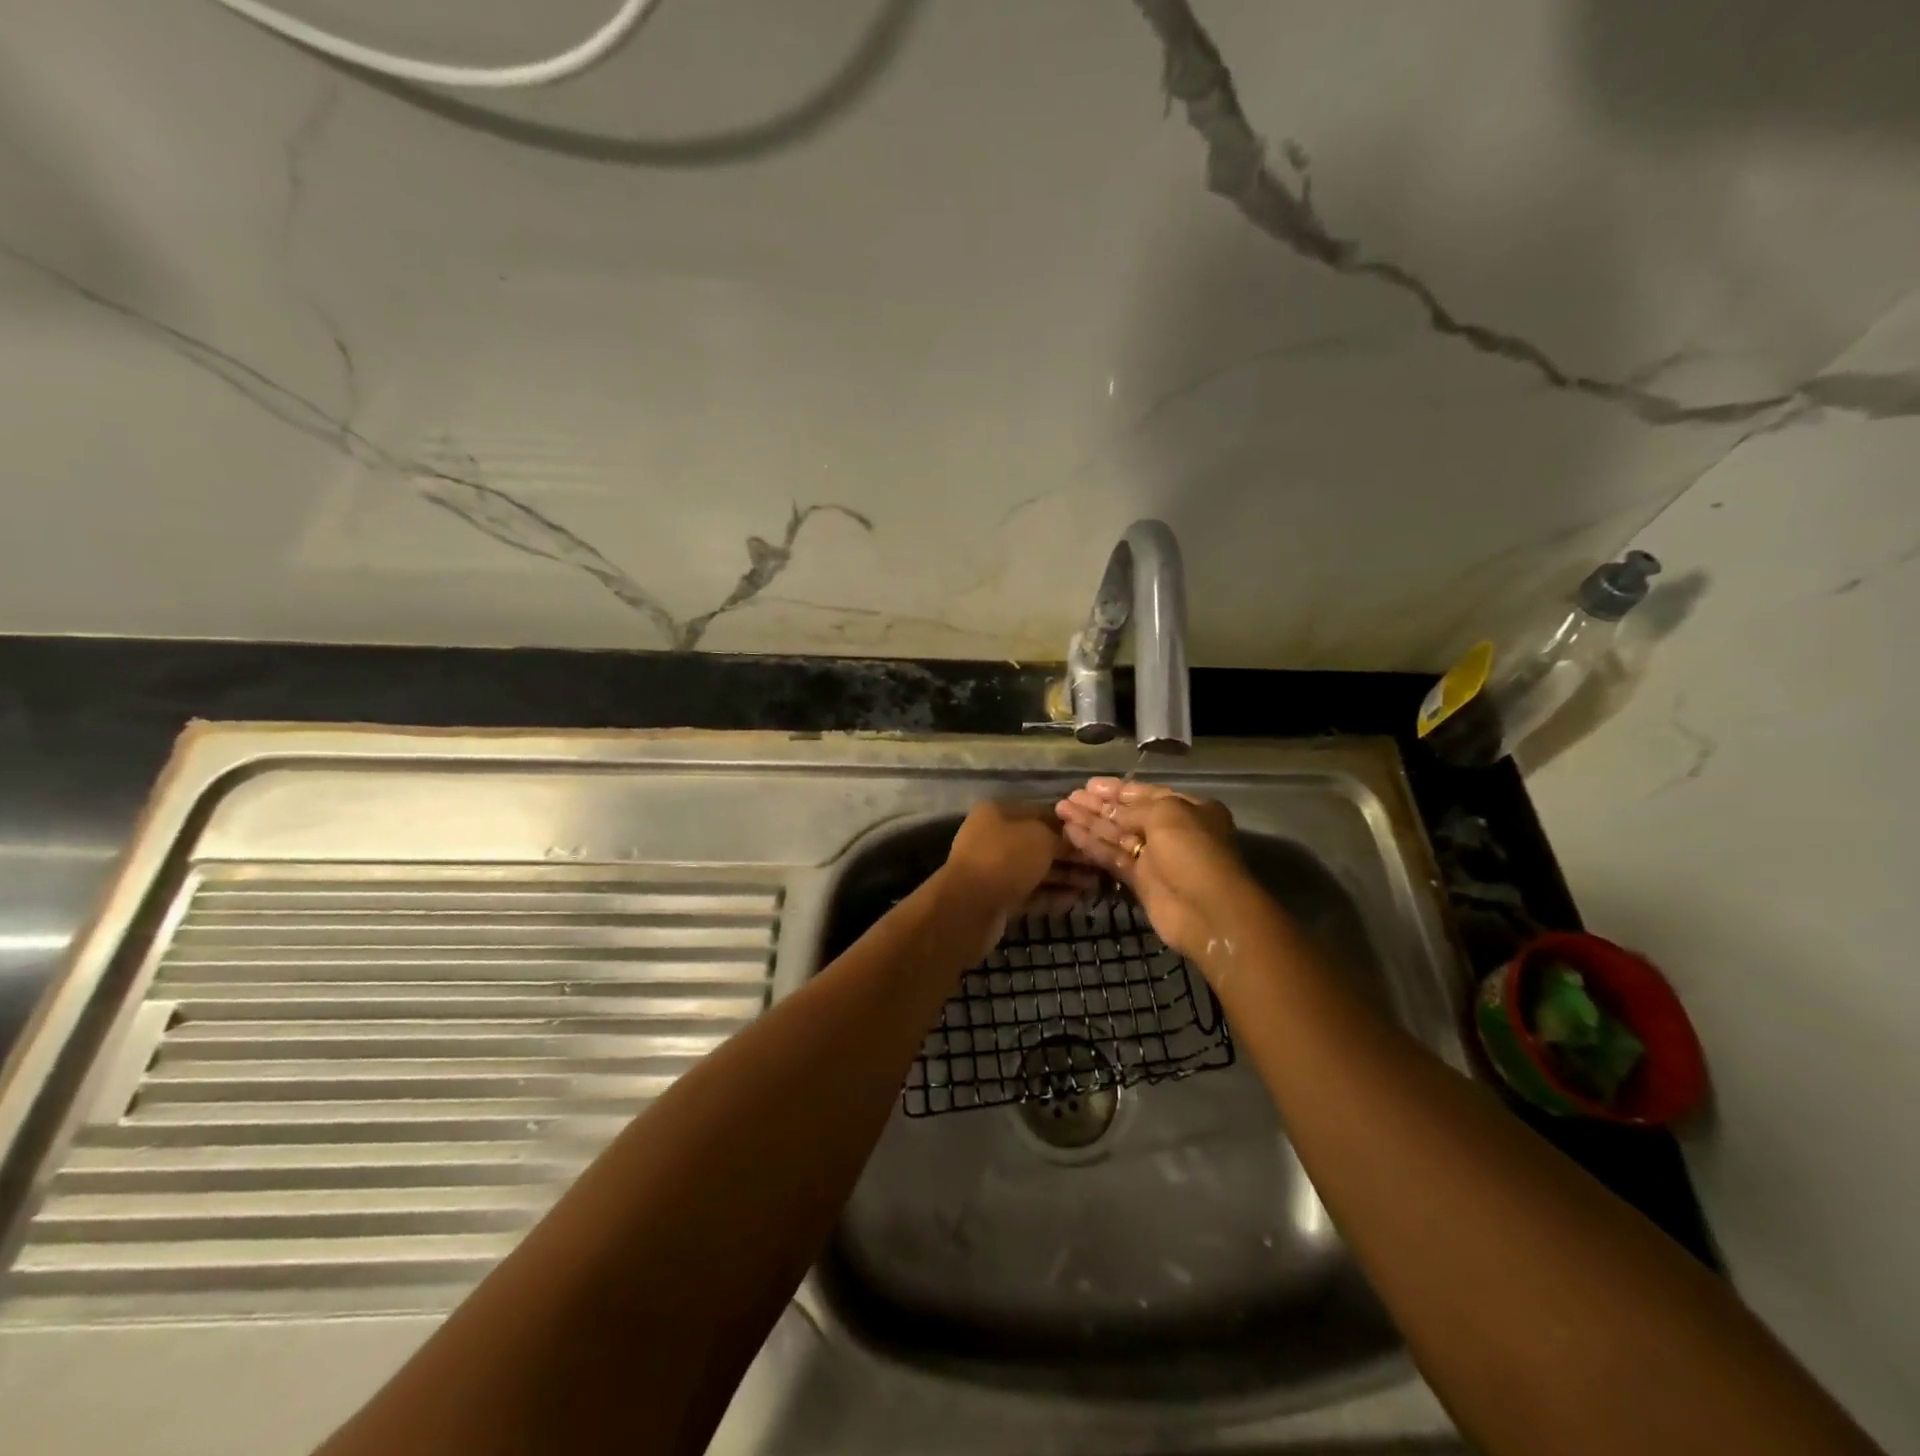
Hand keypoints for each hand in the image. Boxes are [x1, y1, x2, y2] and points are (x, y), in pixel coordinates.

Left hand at [938, 801, 1099, 955]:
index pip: (1042, 813)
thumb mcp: (1041, 838)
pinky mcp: (999, 898)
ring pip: (1037, 870)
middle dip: (1071, 855)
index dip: (1070, 825)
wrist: (968, 907)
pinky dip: (1052, 895)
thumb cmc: (1006, 859)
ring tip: (1095, 886)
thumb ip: (1061, 836)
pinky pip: (1031, 893)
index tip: (1096, 836)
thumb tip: (1076, 839)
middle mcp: (995, 837)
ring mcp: (995, 869)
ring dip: (1066, 877)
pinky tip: (1076, 900)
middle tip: (1101, 866)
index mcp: (999, 813)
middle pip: (1041, 843)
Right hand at [1055, 778, 1254, 961]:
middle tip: (1069, 797)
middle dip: (1099, 806)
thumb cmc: (1192, 850)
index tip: (1090, 785)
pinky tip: (1071, 833)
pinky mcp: (1141, 881)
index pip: (1147, 793)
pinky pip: (1113, 858)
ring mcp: (1155, 857)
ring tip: (1061, 810)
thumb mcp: (1166, 814)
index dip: (1117, 789)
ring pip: (1117, 835)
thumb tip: (1108, 810)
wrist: (1206, 909)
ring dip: (1090, 823)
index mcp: (1188, 809)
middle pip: (1128, 814)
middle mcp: (1172, 831)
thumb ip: (1133, 809)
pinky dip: (1093, 846)